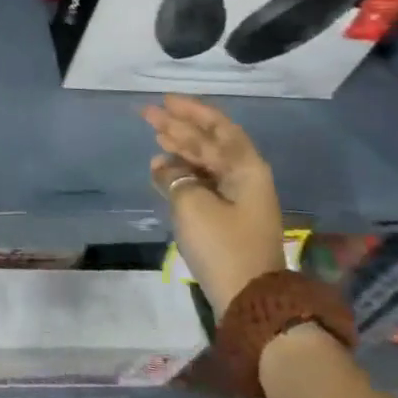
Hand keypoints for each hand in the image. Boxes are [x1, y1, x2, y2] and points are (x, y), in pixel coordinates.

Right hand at [143, 95, 284, 317]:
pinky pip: (202, 181)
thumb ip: (175, 176)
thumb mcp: (192, 204)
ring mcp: (237, 198)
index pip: (218, 128)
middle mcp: (245, 177)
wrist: (248, 297)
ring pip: (205, 162)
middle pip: (211, 142)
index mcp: (246, 168)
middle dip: (180, 126)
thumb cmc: (222, 244)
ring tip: (154, 135)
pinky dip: (182, 171)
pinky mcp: (226, 217)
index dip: (192, 112)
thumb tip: (163, 163)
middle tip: (148, 114)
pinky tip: (161, 167)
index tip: (165, 100)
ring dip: (180, 147)